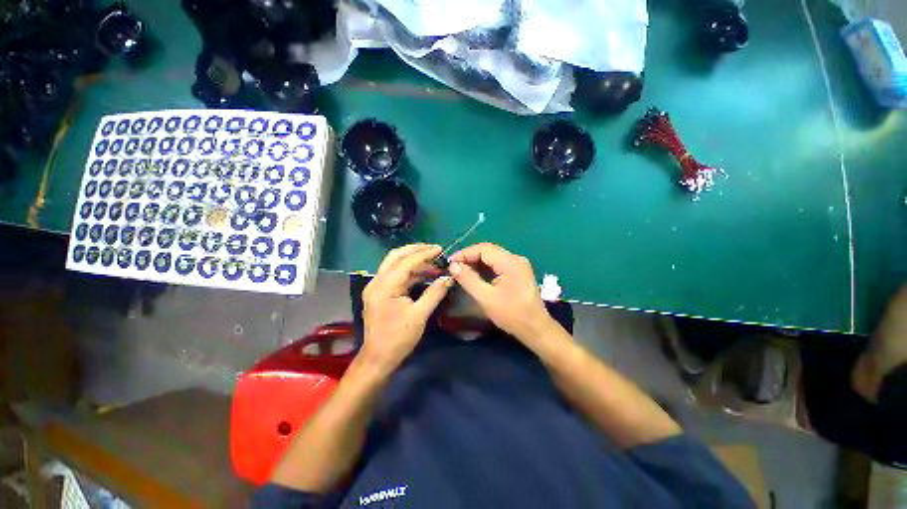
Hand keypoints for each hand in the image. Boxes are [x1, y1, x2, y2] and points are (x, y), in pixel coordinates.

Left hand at [361, 244, 453, 370]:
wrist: (379, 358)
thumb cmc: (398, 338)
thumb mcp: (420, 315)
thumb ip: (434, 293)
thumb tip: (449, 277)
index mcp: (385, 287)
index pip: (406, 263)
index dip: (424, 254)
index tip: (440, 249)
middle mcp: (377, 282)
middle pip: (395, 256)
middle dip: (415, 250)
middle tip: (434, 249)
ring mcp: (376, 286)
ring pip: (394, 264)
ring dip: (414, 261)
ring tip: (433, 262)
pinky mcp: (379, 292)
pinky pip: (395, 274)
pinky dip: (410, 271)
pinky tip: (424, 273)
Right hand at [448, 243, 562, 346]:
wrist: (535, 328)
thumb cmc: (511, 314)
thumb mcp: (486, 298)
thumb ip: (468, 279)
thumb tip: (453, 265)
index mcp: (510, 262)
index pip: (484, 249)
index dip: (465, 253)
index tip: (450, 263)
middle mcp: (516, 258)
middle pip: (488, 250)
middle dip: (470, 257)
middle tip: (454, 267)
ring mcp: (518, 264)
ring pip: (493, 257)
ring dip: (476, 262)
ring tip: (461, 270)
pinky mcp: (518, 271)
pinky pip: (498, 264)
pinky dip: (485, 267)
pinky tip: (475, 274)